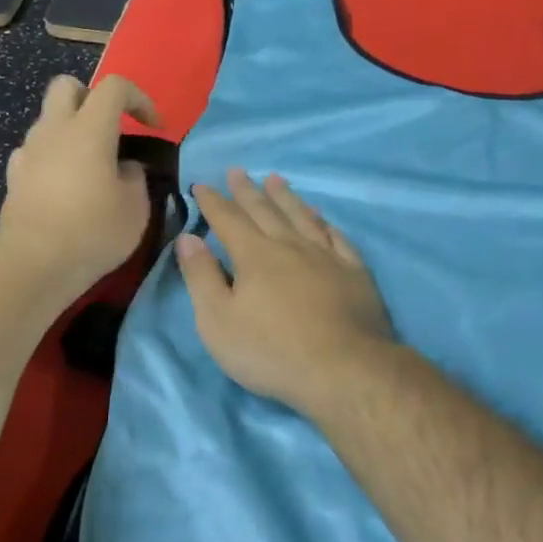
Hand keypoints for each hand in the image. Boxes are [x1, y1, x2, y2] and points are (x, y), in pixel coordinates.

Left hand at [0, 73, 160, 298]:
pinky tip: (64, 187)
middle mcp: (53, 130)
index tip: (153, 128)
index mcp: (88, 130)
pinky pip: (35, 151)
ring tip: (90, 166)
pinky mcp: (14, 177)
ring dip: (71, 130)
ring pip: (49, 120)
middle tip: (110, 129)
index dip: (139, 98)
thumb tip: (126, 168)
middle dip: (91, 98)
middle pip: (67, 86)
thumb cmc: (92, 232)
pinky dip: (53, 158)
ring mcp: (28, 152)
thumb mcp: (135, 209)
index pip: (114, 86)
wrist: (33, 264)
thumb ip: (135, 178)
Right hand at [176, 169, 394, 412]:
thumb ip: (201, 277)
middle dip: (247, 190)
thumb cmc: (271, 351)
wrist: (343, 371)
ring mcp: (327, 257)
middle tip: (237, 171)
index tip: (201, 184)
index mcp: (255, 256)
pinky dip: (325, 223)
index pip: (228, 220)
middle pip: (266, 211)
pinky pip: (337, 238)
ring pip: (303, 217)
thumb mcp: (218, 321)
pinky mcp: (355, 274)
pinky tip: (322, 218)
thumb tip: (187, 238)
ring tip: (276, 179)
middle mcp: (291, 246)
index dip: (213, 202)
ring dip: (286, 197)